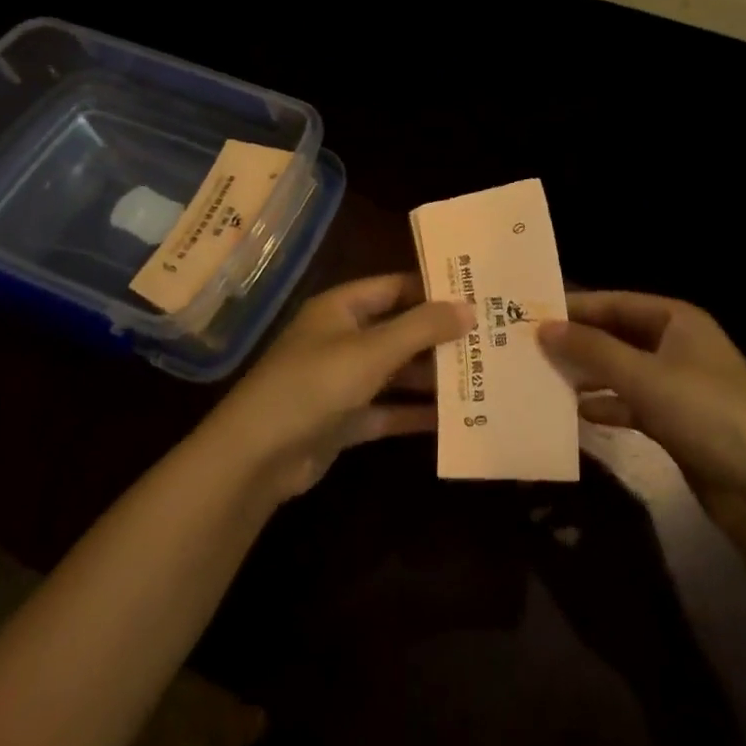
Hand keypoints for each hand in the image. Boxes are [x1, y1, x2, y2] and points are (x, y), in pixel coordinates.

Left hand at [207, 274, 471, 502]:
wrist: (256, 458)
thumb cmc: (314, 385)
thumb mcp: (372, 351)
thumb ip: (422, 328)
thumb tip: (469, 307)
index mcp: (341, 308)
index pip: (395, 286)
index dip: (433, 289)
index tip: (478, 294)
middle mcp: (342, 338)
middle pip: (399, 330)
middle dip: (440, 336)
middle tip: (490, 338)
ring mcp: (342, 380)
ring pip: (396, 372)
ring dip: (432, 376)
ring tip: (482, 376)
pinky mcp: (344, 419)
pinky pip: (388, 409)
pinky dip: (414, 413)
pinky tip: (454, 417)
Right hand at [539, 293, 745, 534]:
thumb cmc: (705, 413)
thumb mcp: (644, 377)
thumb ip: (592, 350)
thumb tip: (543, 327)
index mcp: (678, 319)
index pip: (617, 303)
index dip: (576, 308)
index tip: (531, 315)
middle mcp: (678, 345)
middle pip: (618, 336)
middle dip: (579, 344)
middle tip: (530, 350)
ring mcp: (679, 384)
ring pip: (623, 371)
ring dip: (589, 376)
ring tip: (544, 380)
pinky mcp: (677, 421)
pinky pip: (633, 404)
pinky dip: (609, 406)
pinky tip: (579, 415)